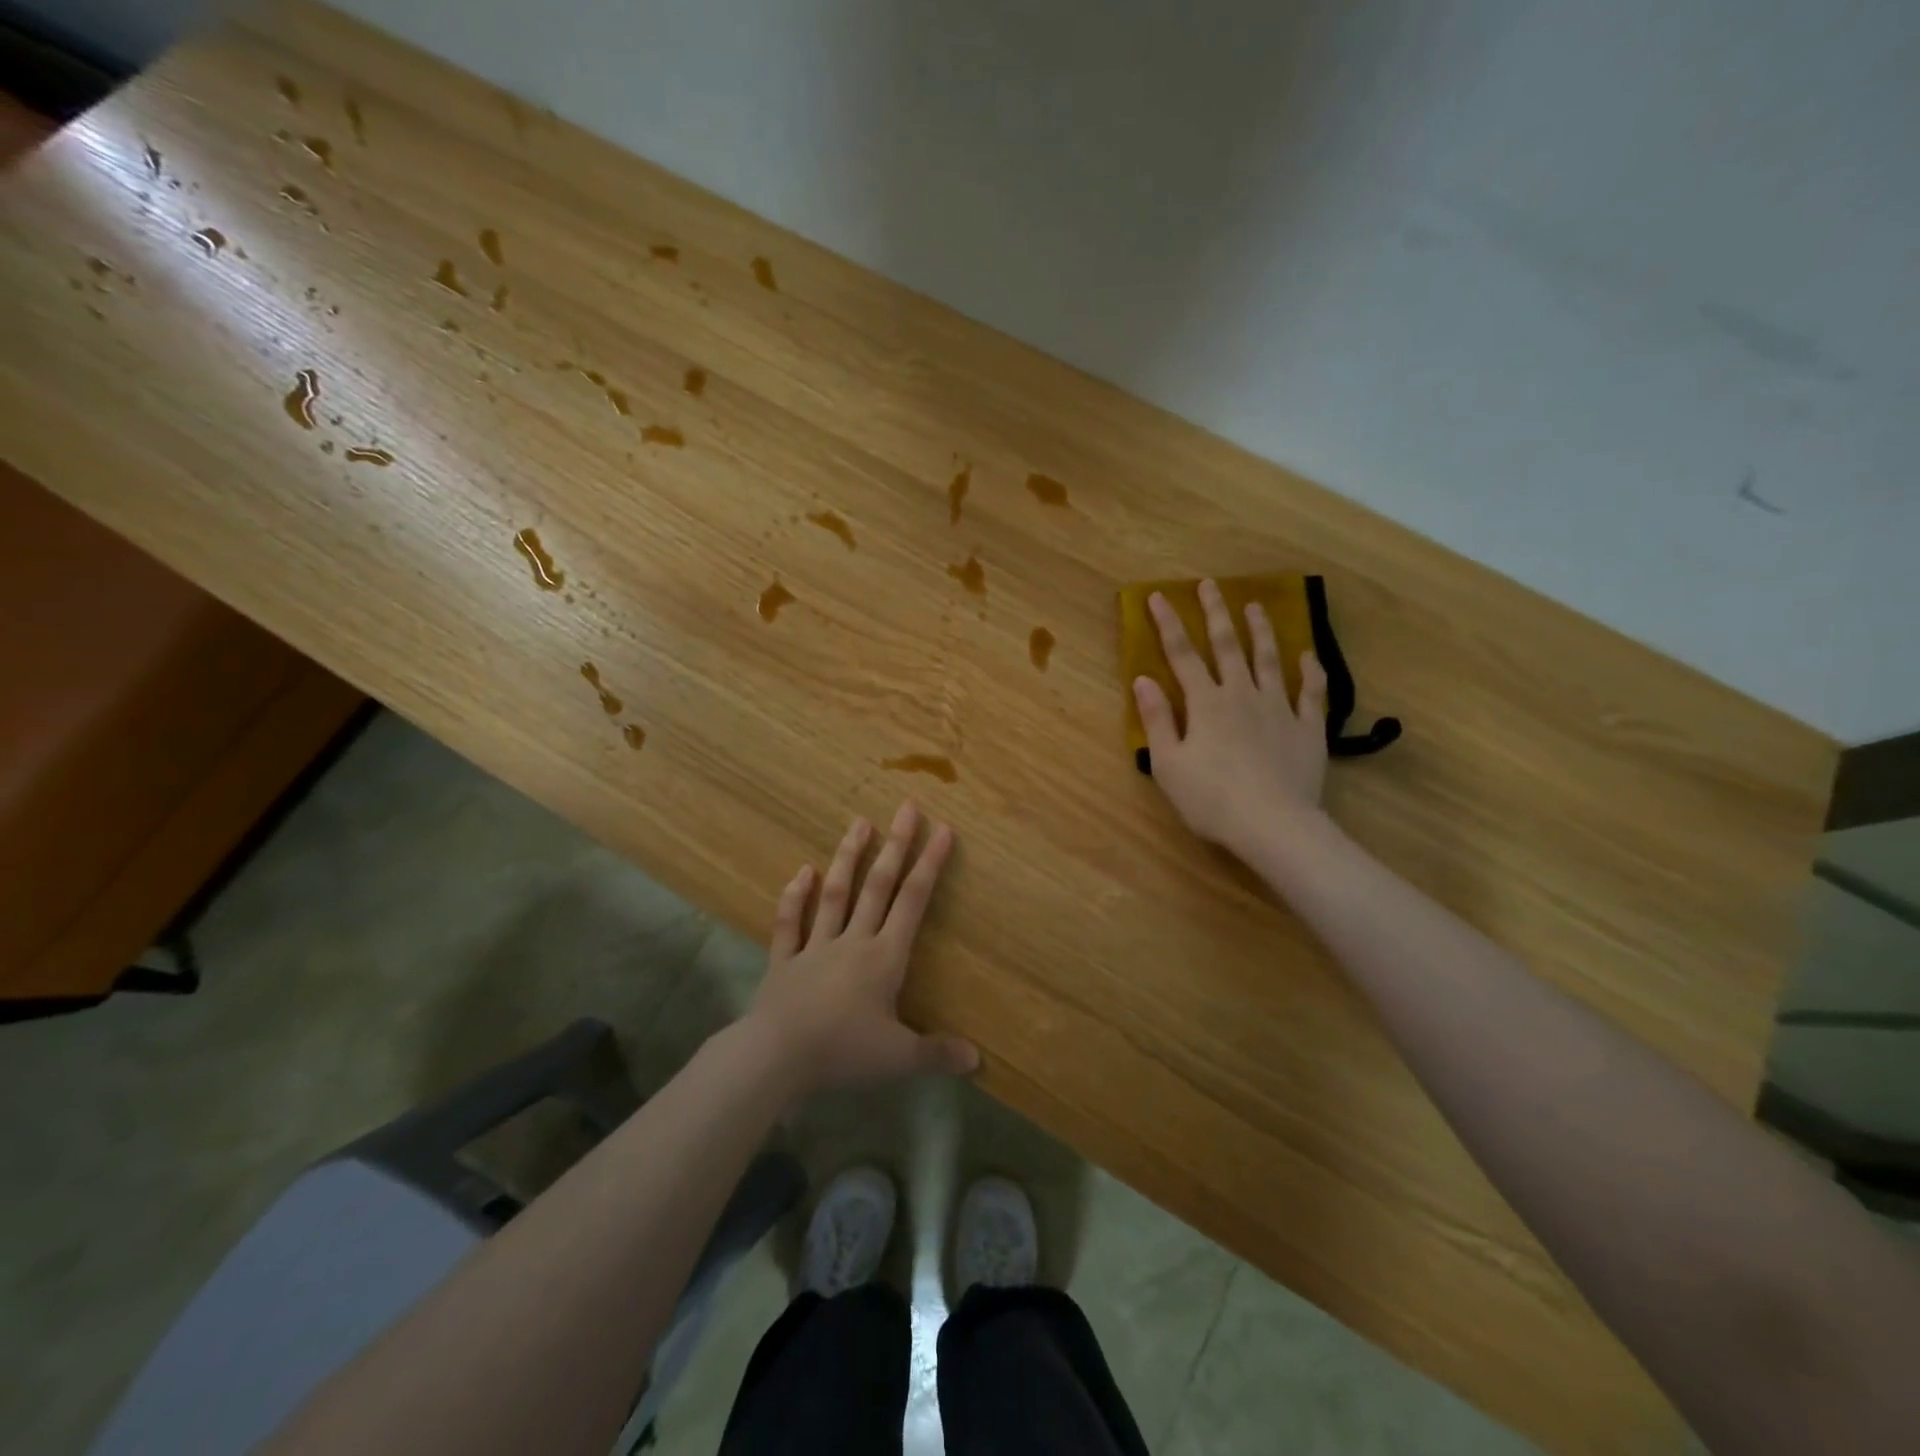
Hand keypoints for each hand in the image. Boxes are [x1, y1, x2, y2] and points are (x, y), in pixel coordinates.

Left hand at [743, 802, 978, 1098]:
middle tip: (905, 808)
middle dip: (895, 846)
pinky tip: (801, 872)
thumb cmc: (842, 1052)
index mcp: (884, 957)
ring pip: (835, 894)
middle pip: (878, 886)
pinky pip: (789, 923)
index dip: (929, 865)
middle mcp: (852, 941)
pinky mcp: (784, 961)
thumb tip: (976, 1060)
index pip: (913, 902)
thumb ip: (937, 1054)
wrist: (776, 1057)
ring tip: (859, 823)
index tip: (941, 830)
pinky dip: (794, 897)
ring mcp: (815, 947)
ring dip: (847, 858)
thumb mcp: (898, 1058)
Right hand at [1133, 579, 1328, 857]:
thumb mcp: (1169, 764)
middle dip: (1215, 613)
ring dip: (1261, 630)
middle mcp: (1241, 694)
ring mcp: (1279, 708)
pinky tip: (1308, 656)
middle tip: (1210, 585)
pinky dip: (1310, 671)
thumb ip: (1157, 720)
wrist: (1274, 824)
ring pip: (1269, 659)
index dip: (1168, 624)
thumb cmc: (1211, 799)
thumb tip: (1143, 680)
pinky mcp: (1308, 727)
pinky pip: (1311, 692)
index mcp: (1205, 703)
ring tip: (1255, 606)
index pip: (1182, 655)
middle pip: (1227, 646)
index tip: (1158, 596)